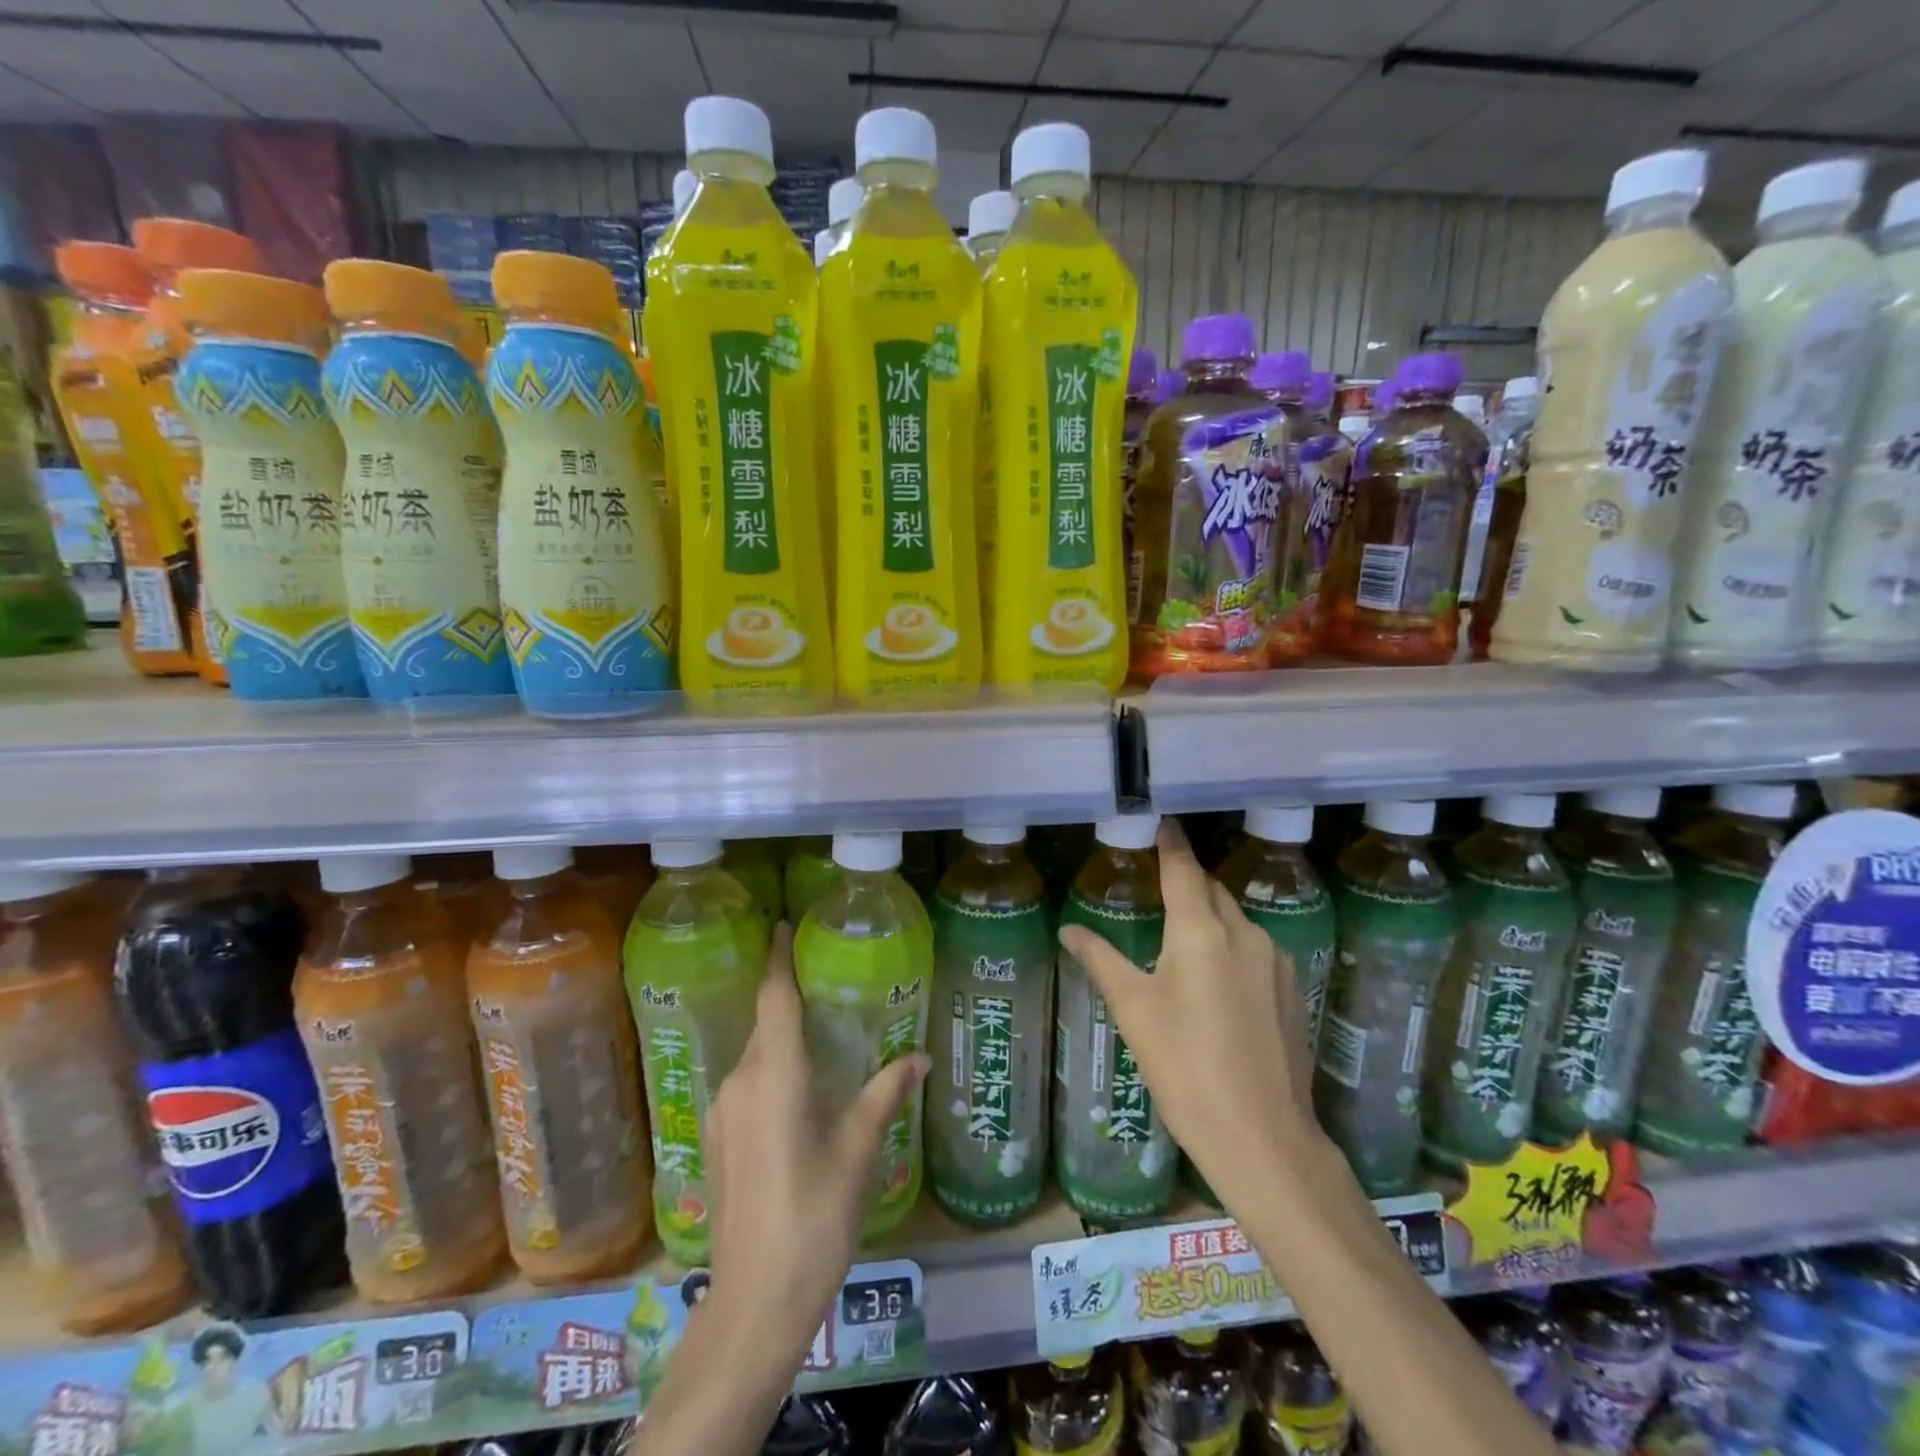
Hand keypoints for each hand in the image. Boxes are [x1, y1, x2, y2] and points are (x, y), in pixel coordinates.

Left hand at [702, 922, 929, 1350]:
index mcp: (775, 1074)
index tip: (783, 926)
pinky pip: (747, 1087)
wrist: (755, 1304)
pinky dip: (772, 1074)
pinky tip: (798, 1096)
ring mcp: (722, 1113)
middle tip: (826, 984)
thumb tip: (921, 1058)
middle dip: (789, 1000)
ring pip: (756, 1057)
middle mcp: (741, 1081)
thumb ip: (886, 1093)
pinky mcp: (716, 1142)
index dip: (779, 958)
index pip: (774, 997)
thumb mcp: (859, 1150)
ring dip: (782, 1042)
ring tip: (820, 1038)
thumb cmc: (815, 1216)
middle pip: (766, 1024)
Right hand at [1058, 820, 1324, 1210]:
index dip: (1170, 843)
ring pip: (1234, 919)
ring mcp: (1274, 960)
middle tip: (1156, 888)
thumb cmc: (1185, 1067)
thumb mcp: (1134, 1011)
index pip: (1183, 868)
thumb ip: (1101, 960)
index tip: (1160, 822)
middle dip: (1186, 882)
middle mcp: (1244, 933)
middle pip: (1210, 890)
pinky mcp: (1291, 988)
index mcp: (1201, 931)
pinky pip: (1253, 948)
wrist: (1262, 1137)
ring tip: (1179, 941)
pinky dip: (1229, 946)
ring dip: (1208, 916)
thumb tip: (1069, 930)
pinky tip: (1213, 981)